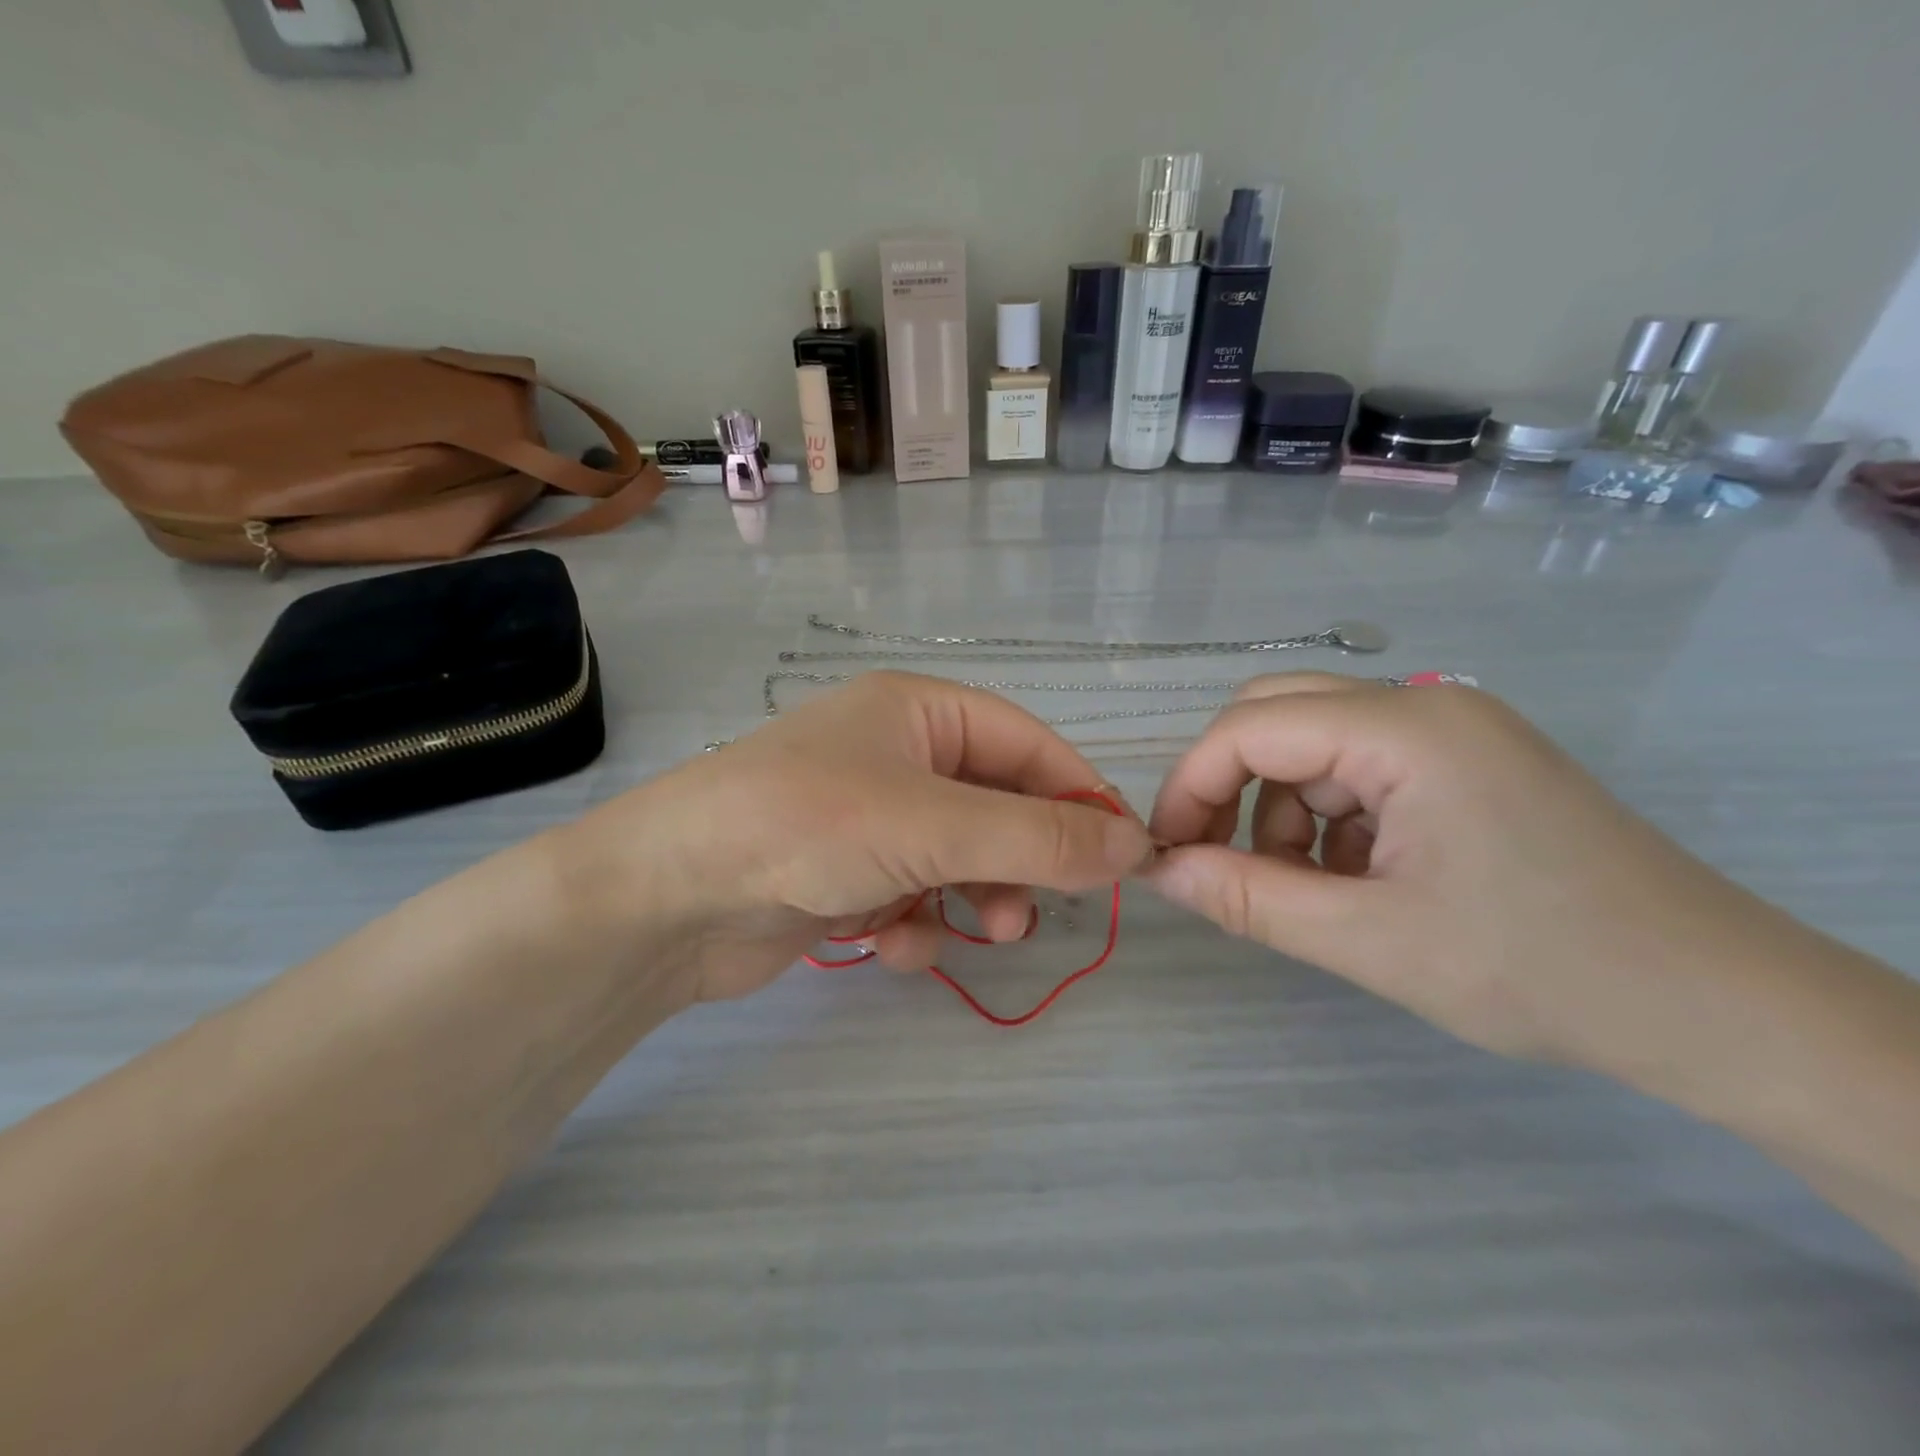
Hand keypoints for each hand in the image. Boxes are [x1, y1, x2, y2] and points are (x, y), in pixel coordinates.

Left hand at [558, 671, 1153, 1004]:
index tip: (1124, 855)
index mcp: (919, 713)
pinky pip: (914, 894)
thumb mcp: (935, 826)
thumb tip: (1134, 844)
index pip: (1029, 745)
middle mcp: (897, 756)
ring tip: (981, 933)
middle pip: (997, 805)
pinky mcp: (845, 874)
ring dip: (977, 898)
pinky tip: (896, 945)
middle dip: (1022, 861)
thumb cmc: (808, 827)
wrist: (667, 898)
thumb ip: (1038, 838)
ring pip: (960, 857)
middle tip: (1036, 911)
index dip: (1079, 797)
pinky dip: (918, 923)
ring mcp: (870, 817)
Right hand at [1144, 674, 1772, 1070]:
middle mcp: (1424, 706)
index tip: (1166, 851)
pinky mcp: (1465, 763)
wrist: (1718, 1008)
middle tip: (1214, 858)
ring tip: (1304, 889)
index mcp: (1404, 730)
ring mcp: (1450, 730)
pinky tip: (1356, 879)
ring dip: (1280, 809)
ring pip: (1312, 744)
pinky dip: (1328, 817)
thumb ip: (1247, 897)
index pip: (1249, 726)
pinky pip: (1357, 768)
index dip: (1191, 784)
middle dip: (1228, 785)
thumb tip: (1157, 871)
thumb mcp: (1369, 940)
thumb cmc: (1540, 971)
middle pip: (1276, 714)